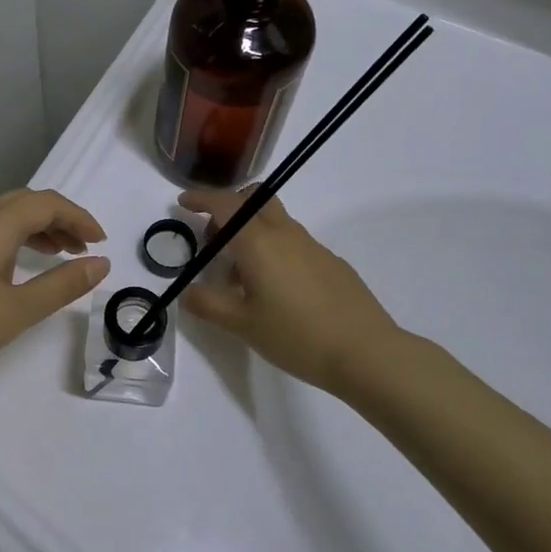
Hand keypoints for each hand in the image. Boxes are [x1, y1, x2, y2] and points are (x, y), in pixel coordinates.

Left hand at [0, 189, 109, 400]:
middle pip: (24, 202)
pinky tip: (17, 269)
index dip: (79, 216)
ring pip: (4, 216)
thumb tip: (101, 264)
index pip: (46, 203)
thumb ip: (62, 285)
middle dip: (59, 218)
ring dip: (36, 228)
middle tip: (83, 247)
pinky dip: (14, 240)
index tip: (101, 242)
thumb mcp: (17, 310)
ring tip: (59, 255)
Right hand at [176, 188, 411, 394]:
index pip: (225, 204)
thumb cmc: (297, 336)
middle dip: (230, 207)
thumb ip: (209, 304)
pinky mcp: (332, 262)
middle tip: (214, 238)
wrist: (367, 353)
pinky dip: (275, 250)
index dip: (201, 198)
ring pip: (275, 221)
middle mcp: (285, 234)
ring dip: (252, 232)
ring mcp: (312, 246)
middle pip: (255, 199)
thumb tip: (186, 292)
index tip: (184, 202)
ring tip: (242, 275)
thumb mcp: (243, 324)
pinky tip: (278, 290)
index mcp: (258, 242)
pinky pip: (294, 242)